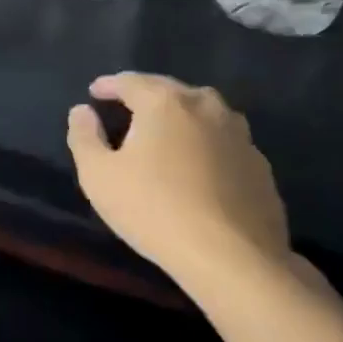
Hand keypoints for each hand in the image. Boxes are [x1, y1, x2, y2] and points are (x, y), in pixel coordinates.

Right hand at [67, 72, 290, 296]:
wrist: (234, 260)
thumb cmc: (155, 210)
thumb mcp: (98, 176)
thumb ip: (84, 137)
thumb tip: (82, 111)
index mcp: (165, 102)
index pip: (129, 81)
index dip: (108, 86)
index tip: (94, 92)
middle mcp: (205, 106)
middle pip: (169, 90)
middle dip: (145, 95)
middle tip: (127, 108)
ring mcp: (239, 135)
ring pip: (203, 113)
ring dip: (181, 116)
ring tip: (166, 132)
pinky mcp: (260, 166)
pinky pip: (224, 143)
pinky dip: (206, 145)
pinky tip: (199, 167)